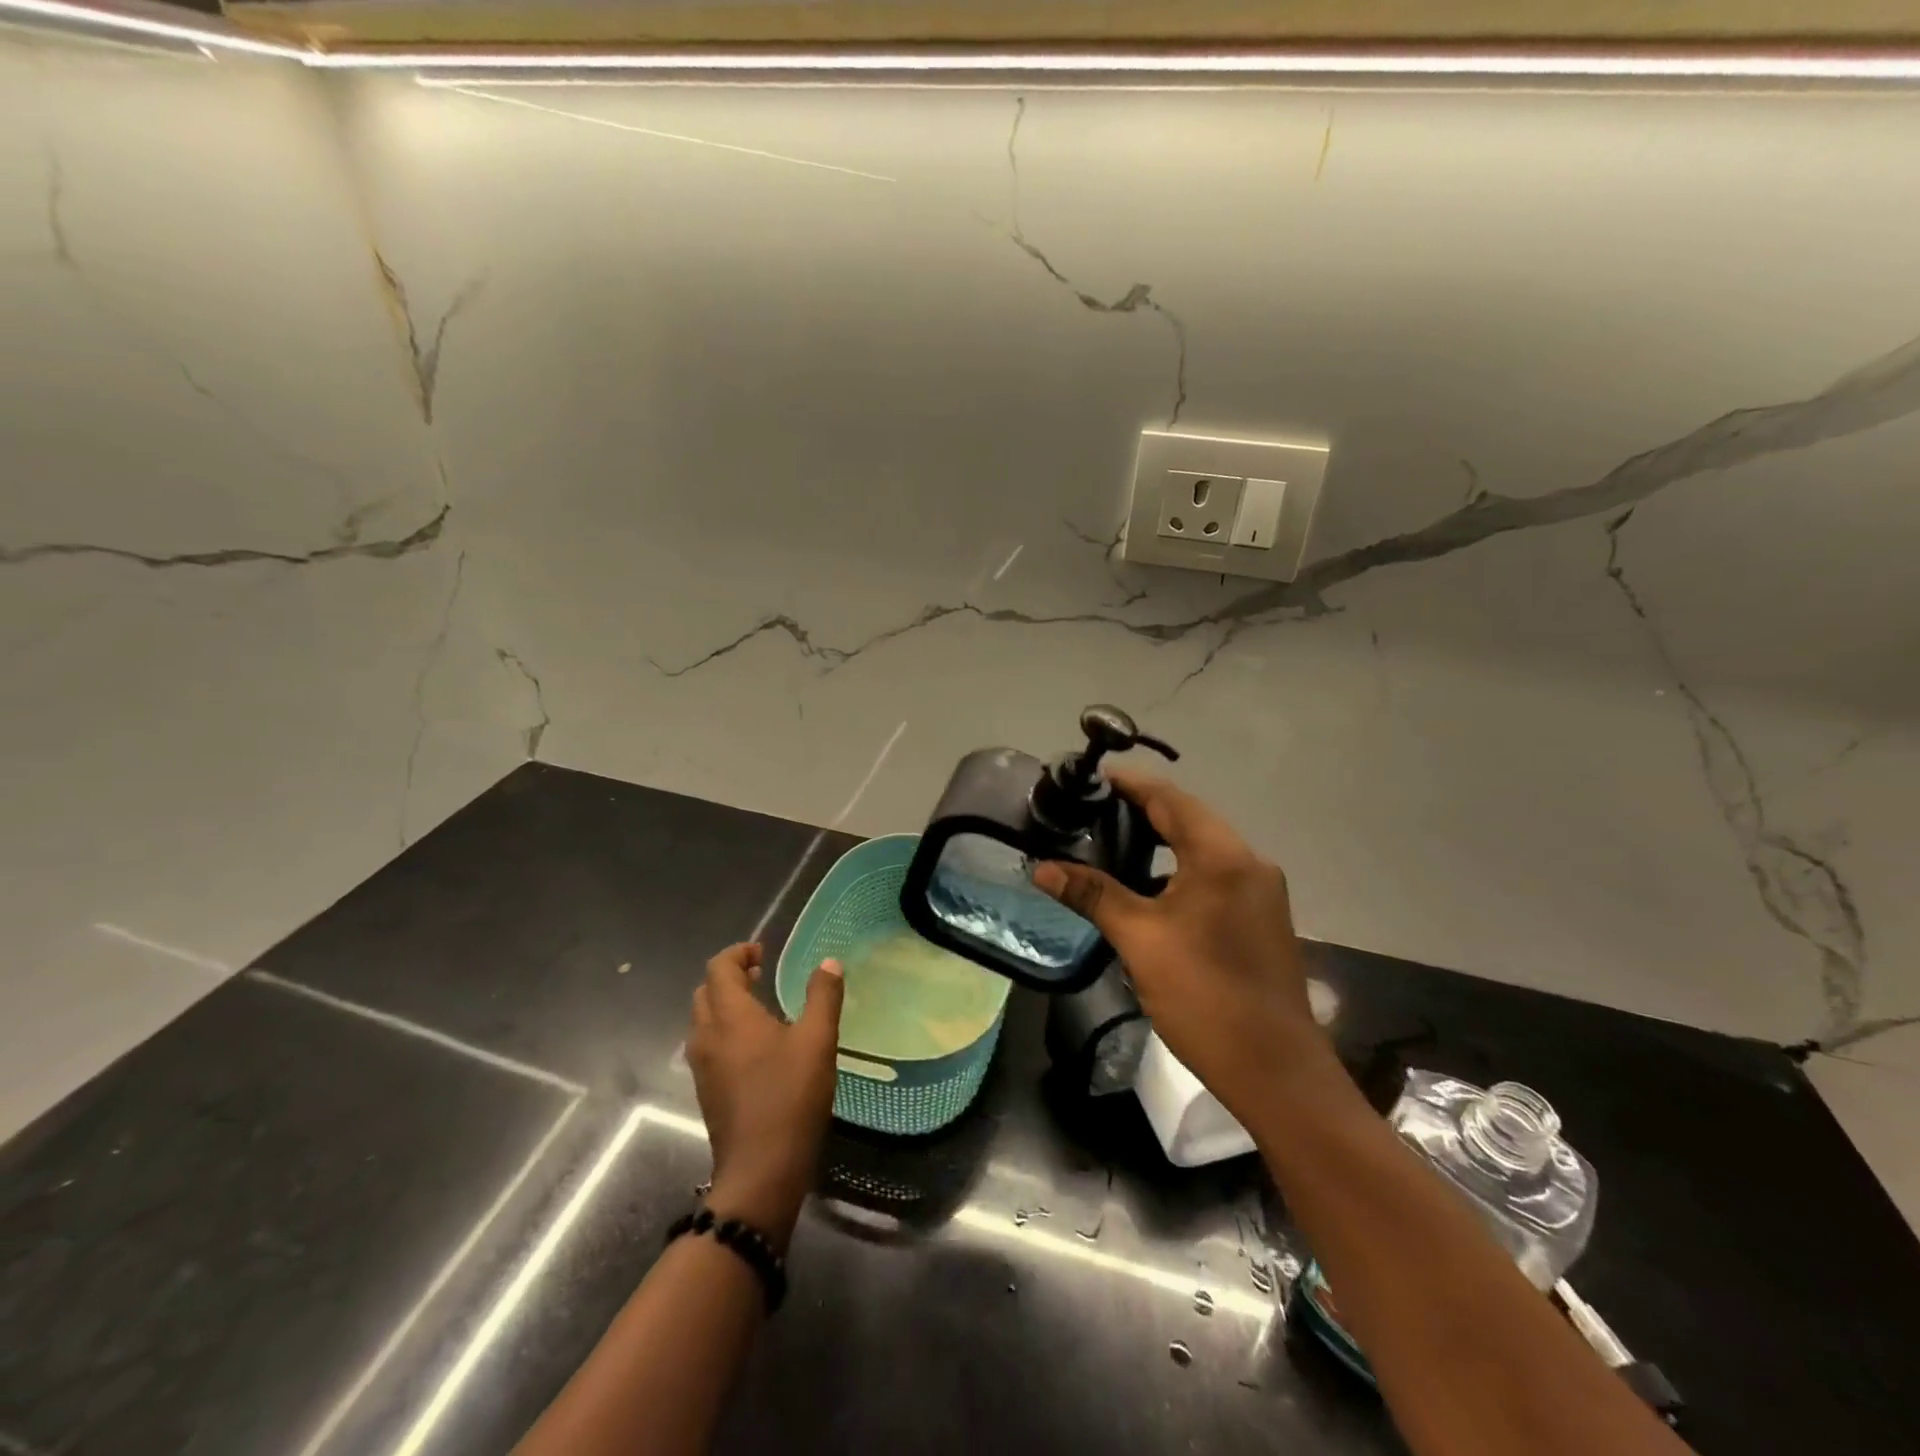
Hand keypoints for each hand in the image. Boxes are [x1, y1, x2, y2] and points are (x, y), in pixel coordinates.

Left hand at [688, 943, 843, 1251]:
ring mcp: (703, 1066)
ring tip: (760, 1006)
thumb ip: (823, 997)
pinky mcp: (707, 1090)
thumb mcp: (817, 1041)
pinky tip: (756, 1046)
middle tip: (761, 973)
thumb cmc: (790, 1097)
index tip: (762, 952)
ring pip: (704, 1019)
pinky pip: (708, 1044)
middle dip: (729, 976)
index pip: (719, 968)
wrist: (760, 1171)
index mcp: (730, 1017)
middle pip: (706, 992)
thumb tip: (829, 963)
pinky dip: (725, 1030)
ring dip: (725, 1003)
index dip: (738, 953)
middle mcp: (707, 1036)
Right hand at [1032, 768, 1334, 1124]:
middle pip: (1188, 818)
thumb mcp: (1140, 940)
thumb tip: (1042, 868)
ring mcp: (1260, 892)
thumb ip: (1093, 895)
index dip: (1130, 784)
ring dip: (1160, 840)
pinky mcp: (1260, 918)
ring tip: (1109, 841)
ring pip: (1202, 848)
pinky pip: (1213, 875)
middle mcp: (1248, 862)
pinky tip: (1146, 885)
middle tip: (1091, 810)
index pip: (1170, 799)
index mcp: (1223, 856)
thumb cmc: (1205, 995)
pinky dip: (1177, 868)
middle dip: (1141, 809)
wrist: (1275, 1070)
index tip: (1091, 778)